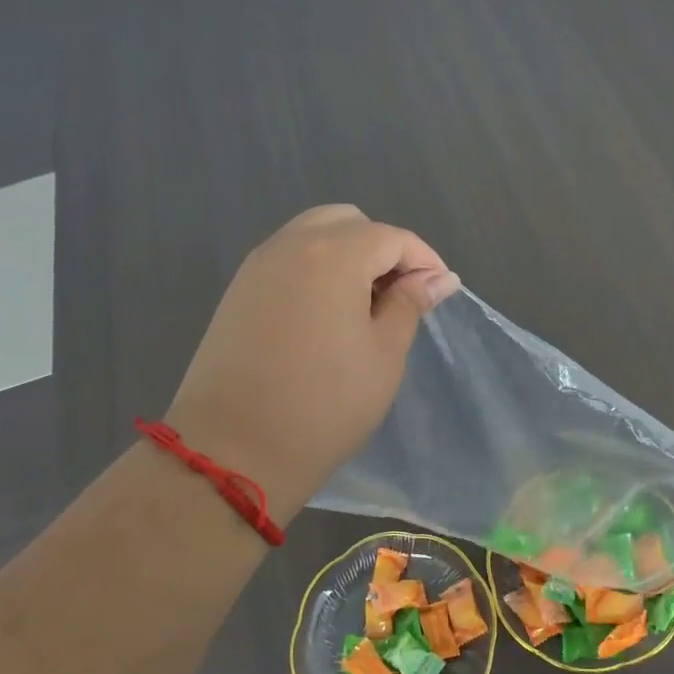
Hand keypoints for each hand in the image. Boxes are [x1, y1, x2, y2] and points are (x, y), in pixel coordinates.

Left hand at [164, 205, 459, 523]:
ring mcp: (257, 266)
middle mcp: (290, 245)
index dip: (423, 259)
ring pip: (313, 235)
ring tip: (366, 306)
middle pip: (348, 222)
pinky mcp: (238, 291)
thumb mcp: (384, 355)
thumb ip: (410, 304)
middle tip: (400, 296)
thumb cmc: (325, 405)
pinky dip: (316, 269)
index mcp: (333, 255)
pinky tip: (327, 315)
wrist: (233, 450)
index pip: (391, 237)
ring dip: (348, 256)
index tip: (440, 292)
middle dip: (383, 249)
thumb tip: (439, 277)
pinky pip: (287, 259)